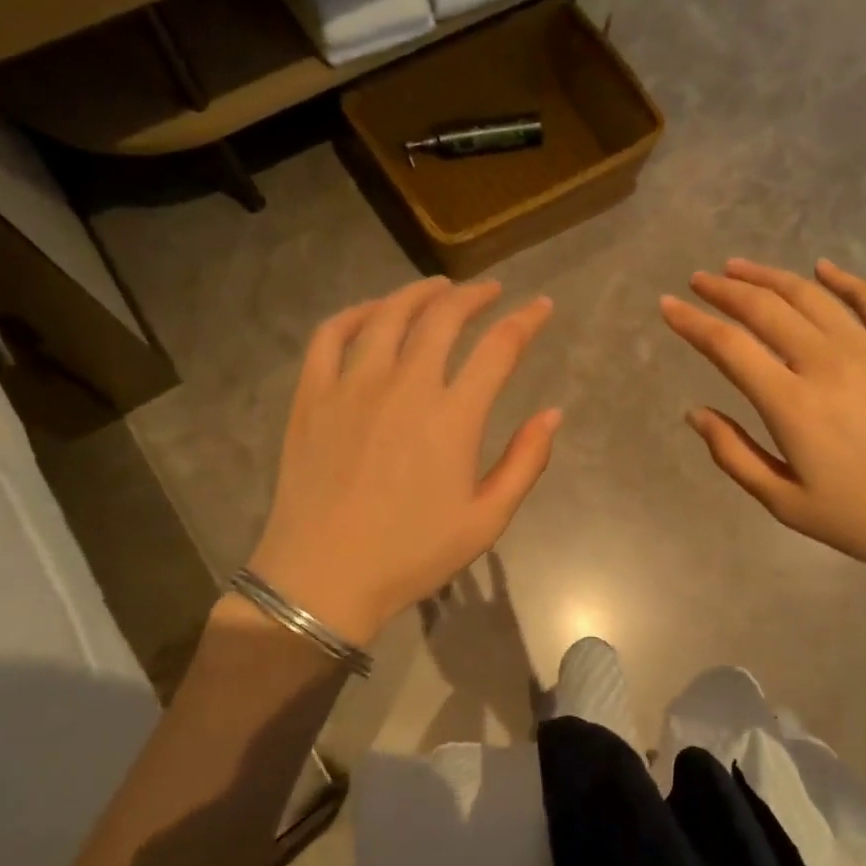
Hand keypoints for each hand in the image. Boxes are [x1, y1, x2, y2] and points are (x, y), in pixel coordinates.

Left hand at [247, 276, 559, 643]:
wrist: (323, 578)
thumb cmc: (412, 554)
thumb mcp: (486, 520)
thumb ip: (525, 462)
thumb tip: (553, 414)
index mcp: (453, 417)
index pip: (499, 348)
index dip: (526, 321)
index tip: (541, 307)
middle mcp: (405, 386)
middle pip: (444, 317)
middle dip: (476, 296)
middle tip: (491, 291)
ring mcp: (352, 385)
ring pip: (389, 315)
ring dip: (420, 293)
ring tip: (439, 287)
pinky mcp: (312, 395)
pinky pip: (331, 335)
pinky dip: (356, 312)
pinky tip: (373, 312)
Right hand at [661, 258, 865, 593]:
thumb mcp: (787, 503)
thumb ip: (735, 455)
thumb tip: (695, 413)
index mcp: (792, 402)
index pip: (729, 346)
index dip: (692, 322)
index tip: (667, 306)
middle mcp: (826, 361)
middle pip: (764, 309)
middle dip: (724, 290)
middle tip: (698, 280)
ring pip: (809, 295)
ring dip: (769, 276)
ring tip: (740, 267)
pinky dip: (842, 278)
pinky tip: (822, 268)